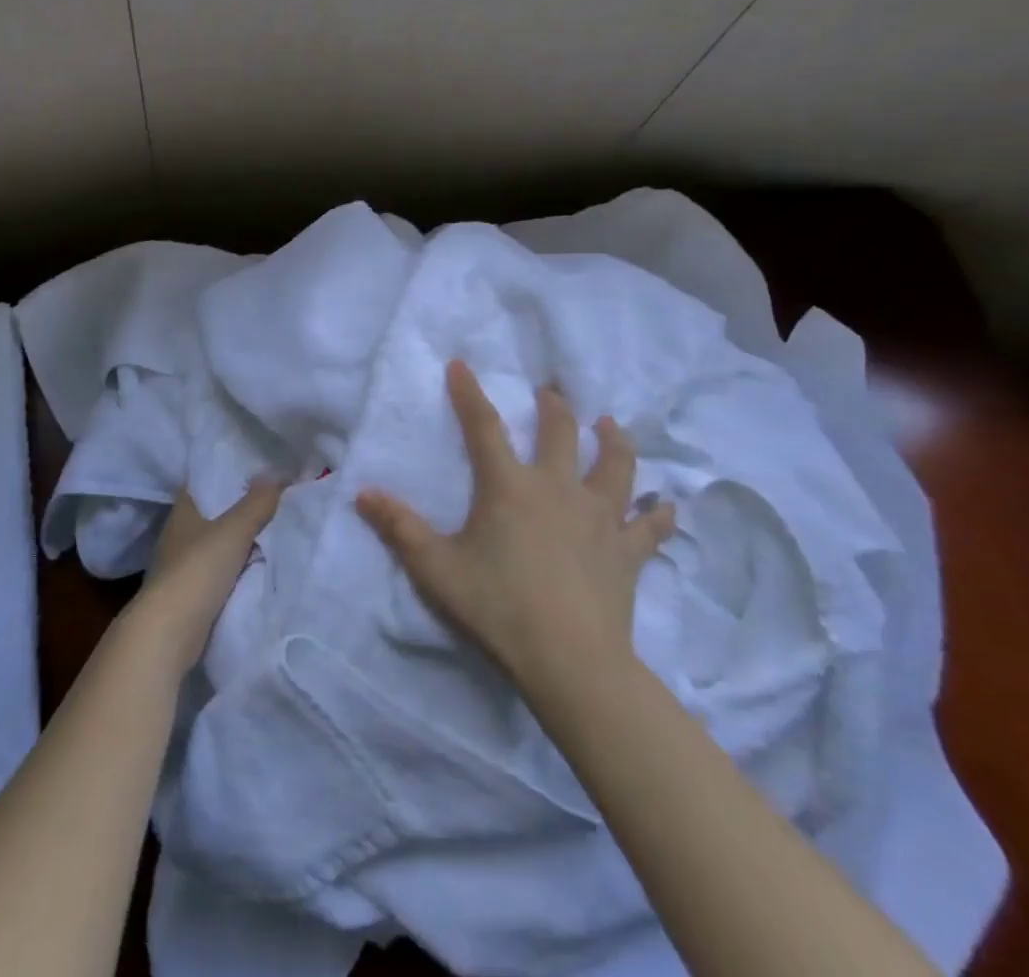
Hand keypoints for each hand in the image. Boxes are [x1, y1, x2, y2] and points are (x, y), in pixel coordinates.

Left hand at [132, 479, 282, 675]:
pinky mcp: (190, 594)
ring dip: (242, 541)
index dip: (229, 472)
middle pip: (215, 512)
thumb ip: (257, 503)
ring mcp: (182, 565)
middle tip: (278, 498)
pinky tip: (262, 565)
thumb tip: (277, 474)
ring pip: (219, 544)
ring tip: (277, 529)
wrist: (169, 633)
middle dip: (242, 507)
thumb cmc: (197, 570)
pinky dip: (239, 568)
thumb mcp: (233, 530)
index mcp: (183, 510)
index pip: (206, 480)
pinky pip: (221, 571)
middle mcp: (179, 533)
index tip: (259, 469)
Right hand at [356, 360, 674, 690]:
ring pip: (614, 467)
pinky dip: (658, 514)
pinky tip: (667, 505)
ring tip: (609, 425)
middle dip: (553, 407)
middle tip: (550, 393)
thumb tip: (362, 493)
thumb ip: (399, 527)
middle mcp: (558, 489)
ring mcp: (599, 519)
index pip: (484, 427)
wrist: (570, 662)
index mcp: (510, 487)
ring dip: (612, 442)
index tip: (461, 364)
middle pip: (560, 433)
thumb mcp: (436, 568)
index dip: (469, 394)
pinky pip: (649, 527)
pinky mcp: (627, 553)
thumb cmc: (498, 607)